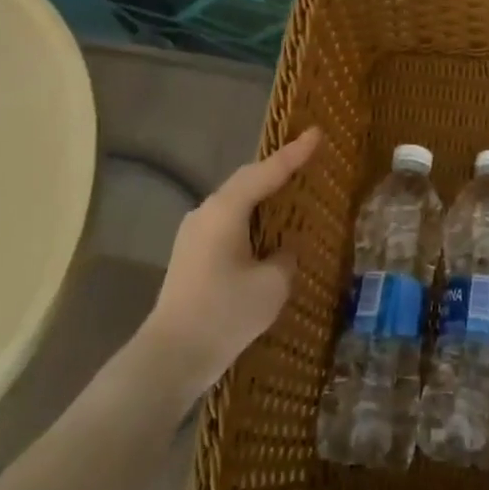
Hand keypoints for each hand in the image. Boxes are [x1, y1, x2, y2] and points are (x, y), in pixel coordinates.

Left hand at [139, 127, 321, 394]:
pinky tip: (265, 231)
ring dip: (262, 195)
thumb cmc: (225, 314)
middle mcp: (205, 213)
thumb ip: (285, 257)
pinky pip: (226, 222)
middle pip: (246, 181)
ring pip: (235, 202)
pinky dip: (250, 218)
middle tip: (306, 157)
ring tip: (289, 192)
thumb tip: (283, 248)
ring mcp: (193, 233)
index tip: (316, 133)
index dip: (294, 153)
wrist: (172, 355)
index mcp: (225, 211)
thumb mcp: (272, 285)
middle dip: (276, 169)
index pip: (266, 172)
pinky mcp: (190, 254)